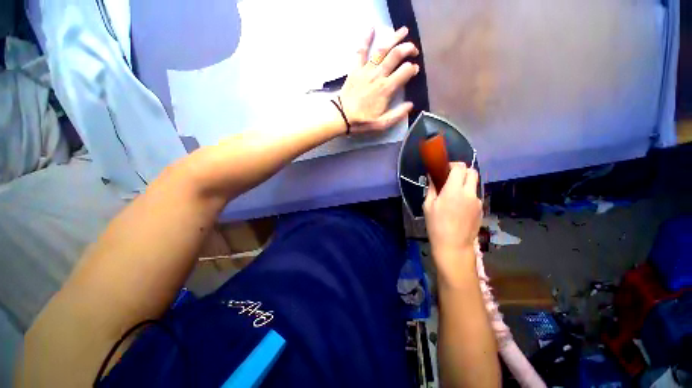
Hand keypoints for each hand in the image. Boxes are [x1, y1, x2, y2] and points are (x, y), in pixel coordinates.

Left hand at [339, 27, 419, 132]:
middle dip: (408, 49)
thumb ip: (398, 114)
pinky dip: (366, 39)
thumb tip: (411, 104)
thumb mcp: (382, 123)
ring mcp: (366, 70)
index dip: (413, 68)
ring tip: (403, 31)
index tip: (414, 70)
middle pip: (396, 55)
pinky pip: (361, 51)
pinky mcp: (355, 69)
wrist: (342, 117)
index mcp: (386, 89)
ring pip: (382, 49)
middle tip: (414, 50)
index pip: (405, 71)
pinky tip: (371, 28)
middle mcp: (378, 75)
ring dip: (394, 38)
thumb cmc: (362, 121)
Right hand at [423, 163, 481, 271]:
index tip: (445, 169)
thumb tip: (433, 177)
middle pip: (472, 172)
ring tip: (454, 196)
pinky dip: (468, 195)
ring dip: (465, 184)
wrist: (453, 245)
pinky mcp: (481, 209)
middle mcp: (469, 193)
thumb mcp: (428, 205)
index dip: (453, 165)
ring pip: (474, 184)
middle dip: (462, 171)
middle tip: (451, 178)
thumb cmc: (436, 225)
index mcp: (454, 190)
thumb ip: (432, 188)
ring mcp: (477, 201)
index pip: (460, 168)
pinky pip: (475, 196)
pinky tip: (459, 207)